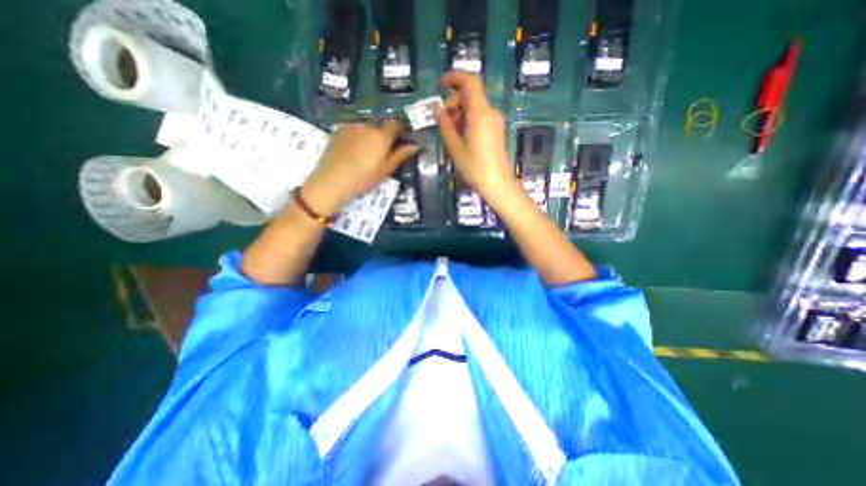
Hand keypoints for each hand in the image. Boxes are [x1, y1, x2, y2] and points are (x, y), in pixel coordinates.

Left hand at [303, 119, 416, 215]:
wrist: (332, 181)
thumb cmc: (364, 178)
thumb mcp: (385, 170)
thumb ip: (400, 155)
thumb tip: (415, 146)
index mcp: (381, 136)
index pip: (394, 124)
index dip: (398, 130)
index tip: (399, 139)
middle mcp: (367, 127)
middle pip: (379, 126)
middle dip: (382, 135)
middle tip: (380, 152)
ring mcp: (350, 127)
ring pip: (364, 128)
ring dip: (368, 136)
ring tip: (363, 153)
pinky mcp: (337, 131)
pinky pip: (352, 130)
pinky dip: (355, 137)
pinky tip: (351, 151)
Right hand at [434, 69, 511, 199]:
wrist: (497, 184)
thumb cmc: (474, 167)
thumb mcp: (455, 147)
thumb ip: (445, 125)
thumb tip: (436, 108)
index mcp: (480, 113)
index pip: (470, 81)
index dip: (455, 77)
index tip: (440, 85)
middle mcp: (490, 112)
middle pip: (471, 95)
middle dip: (454, 103)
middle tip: (442, 122)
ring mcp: (495, 122)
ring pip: (475, 107)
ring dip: (460, 114)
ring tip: (450, 134)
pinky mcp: (496, 130)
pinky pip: (480, 117)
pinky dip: (468, 121)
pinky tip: (461, 138)